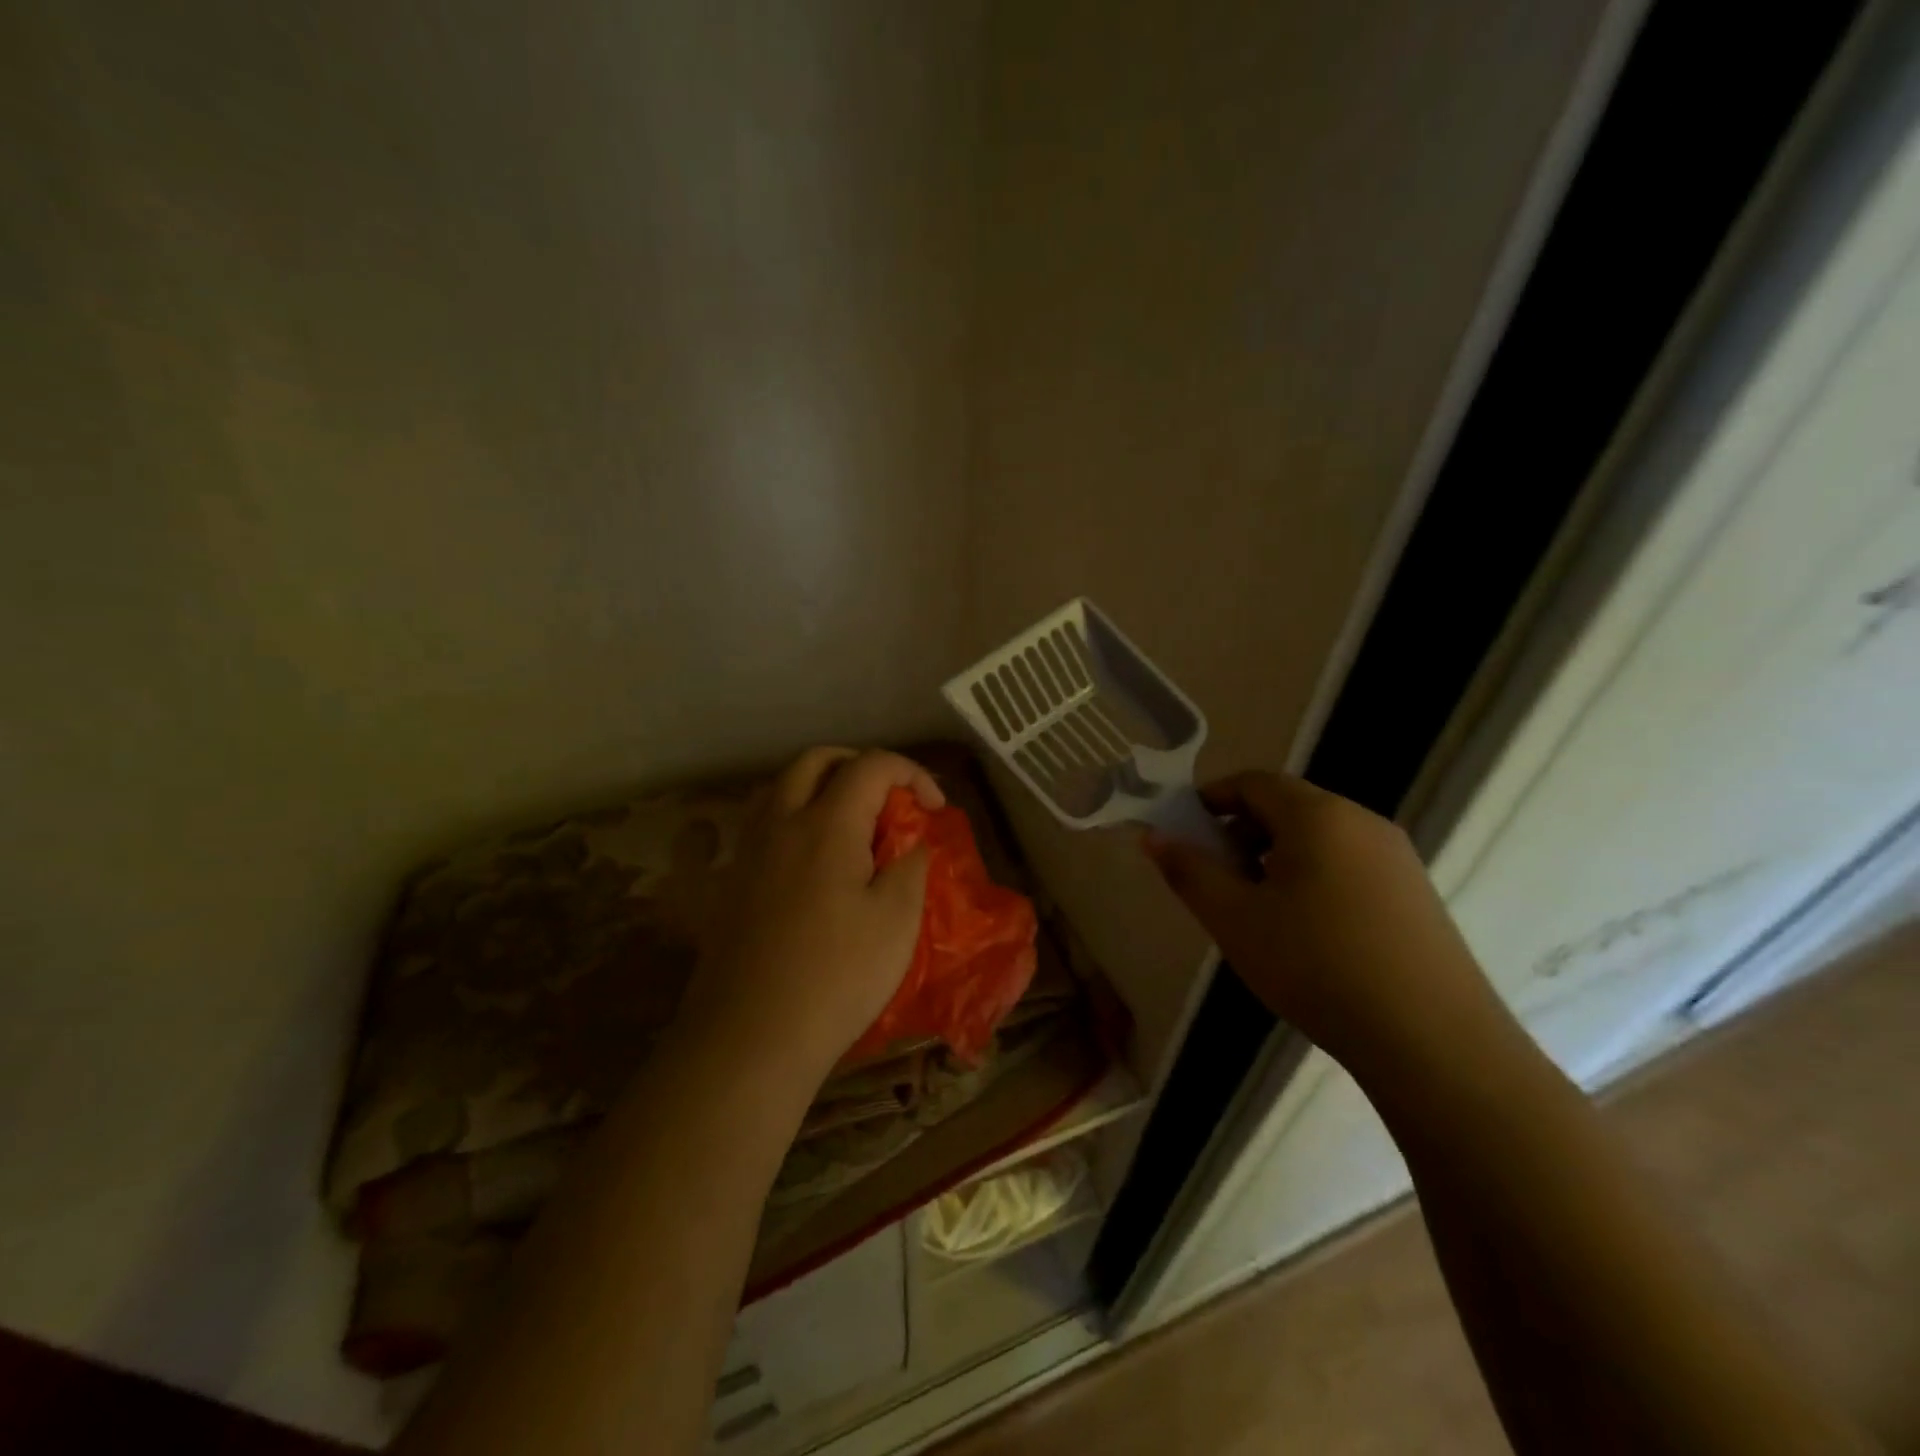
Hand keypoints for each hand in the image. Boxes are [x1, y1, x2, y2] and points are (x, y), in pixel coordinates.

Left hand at [684, 747, 943, 1082]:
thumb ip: (910, 866)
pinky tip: (813, 859)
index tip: (934, 810)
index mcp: (827, 824)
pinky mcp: (731, 881)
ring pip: (782, 785)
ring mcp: (749, 850)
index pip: (871, 765)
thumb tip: (912, 841)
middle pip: (817, 760)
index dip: (911, 774)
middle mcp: (781, 822)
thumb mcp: (897, 922)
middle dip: (860, 766)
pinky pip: (764, 820)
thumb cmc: (835, 978)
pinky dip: (795, 815)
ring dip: (822, 785)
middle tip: (890, 800)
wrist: (749, 1037)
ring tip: (852, 823)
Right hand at [1142, 771, 1507, 1079]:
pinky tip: (1307, 932)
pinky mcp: (1415, 893)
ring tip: (1258, 911)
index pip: (1253, 782)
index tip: (1183, 834)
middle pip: (1287, 807)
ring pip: (1318, 838)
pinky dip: (1312, 878)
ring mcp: (1396, 857)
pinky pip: (1348, 864)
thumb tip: (1154, 837)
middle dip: (1241, 833)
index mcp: (1318, 815)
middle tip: (1216, 880)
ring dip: (1275, 858)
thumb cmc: (1316, 965)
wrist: (1433, 1041)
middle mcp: (1362, 821)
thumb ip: (1189, 871)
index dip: (1210, 800)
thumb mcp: (1235, 919)